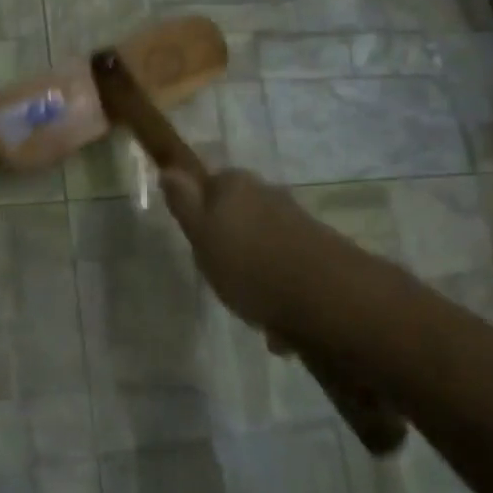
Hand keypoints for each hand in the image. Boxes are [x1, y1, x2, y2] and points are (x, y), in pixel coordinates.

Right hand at [158, 167, 340, 331]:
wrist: (323, 297)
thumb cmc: (247, 264)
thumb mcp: (201, 234)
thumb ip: (185, 203)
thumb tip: (169, 169)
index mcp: (236, 185)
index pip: (211, 184)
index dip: (201, 211)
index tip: (197, 241)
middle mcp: (269, 195)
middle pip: (240, 214)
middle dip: (231, 242)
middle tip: (219, 274)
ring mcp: (297, 223)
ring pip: (264, 244)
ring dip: (256, 271)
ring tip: (250, 305)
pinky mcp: (319, 252)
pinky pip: (287, 270)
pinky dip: (278, 291)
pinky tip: (277, 323)